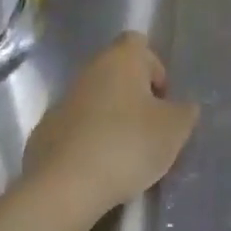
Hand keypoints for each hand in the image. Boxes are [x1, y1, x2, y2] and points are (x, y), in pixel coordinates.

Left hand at [23, 33, 198, 214]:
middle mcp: (89, 70)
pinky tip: (99, 170)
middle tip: (150, 131)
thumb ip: (184, 112)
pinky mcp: (46, 132)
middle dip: (135, 98)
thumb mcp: (174, 129)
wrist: (65, 186)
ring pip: (96, 101)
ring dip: (112, 120)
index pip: (139, 43)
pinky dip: (89, 142)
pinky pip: (77, 128)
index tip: (162, 101)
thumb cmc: (128, 144)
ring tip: (126, 155)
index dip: (155, 68)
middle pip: (117, 74)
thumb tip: (182, 107)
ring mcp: (63, 100)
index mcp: (121, 59)